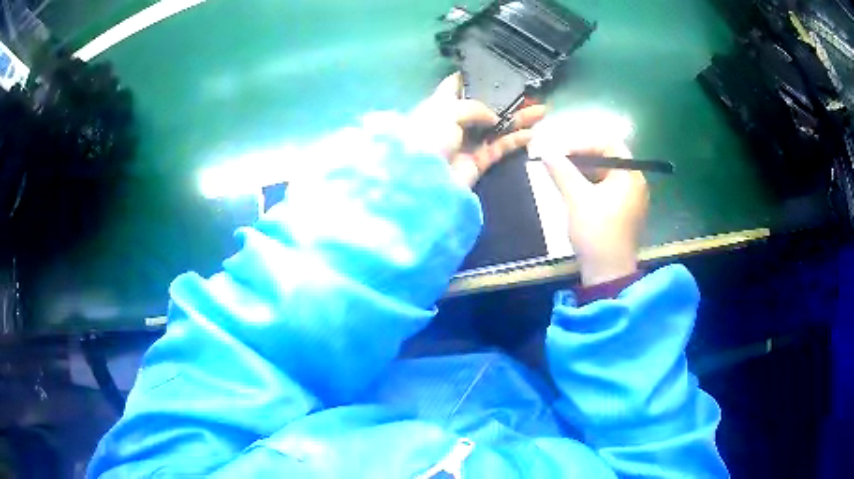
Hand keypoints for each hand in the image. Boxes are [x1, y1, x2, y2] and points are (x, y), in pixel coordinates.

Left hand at [407, 73, 545, 186]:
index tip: (494, 69)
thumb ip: (475, 107)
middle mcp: (455, 122)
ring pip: (498, 126)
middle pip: (485, 106)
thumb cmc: (429, 136)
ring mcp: (468, 142)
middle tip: (529, 93)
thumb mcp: (447, 110)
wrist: (425, 179)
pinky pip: (501, 147)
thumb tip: (494, 117)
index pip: (456, 86)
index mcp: (440, 105)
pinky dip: (515, 141)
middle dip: (506, 99)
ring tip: (541, 110)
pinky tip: (531, 133)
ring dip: (519, 118)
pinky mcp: (479, 161)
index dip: (473, 77)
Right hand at [540, 142, 648, 285]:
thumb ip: (562, 171)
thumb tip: (546, 151)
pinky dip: (592, 188)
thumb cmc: (596, 231)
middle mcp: (636, 184)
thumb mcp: (576, 198)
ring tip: (564, 179)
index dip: (583, 144)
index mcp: (630, 175)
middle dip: (583, 159)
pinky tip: (575, 195)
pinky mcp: (626, 215)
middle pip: (609, 159)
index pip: (609, 144)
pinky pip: (609, 192)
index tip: (561, 153)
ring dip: (585, 174)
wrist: (607, 273)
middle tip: (560, 164)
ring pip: (608, 176)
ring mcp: (633, 201)